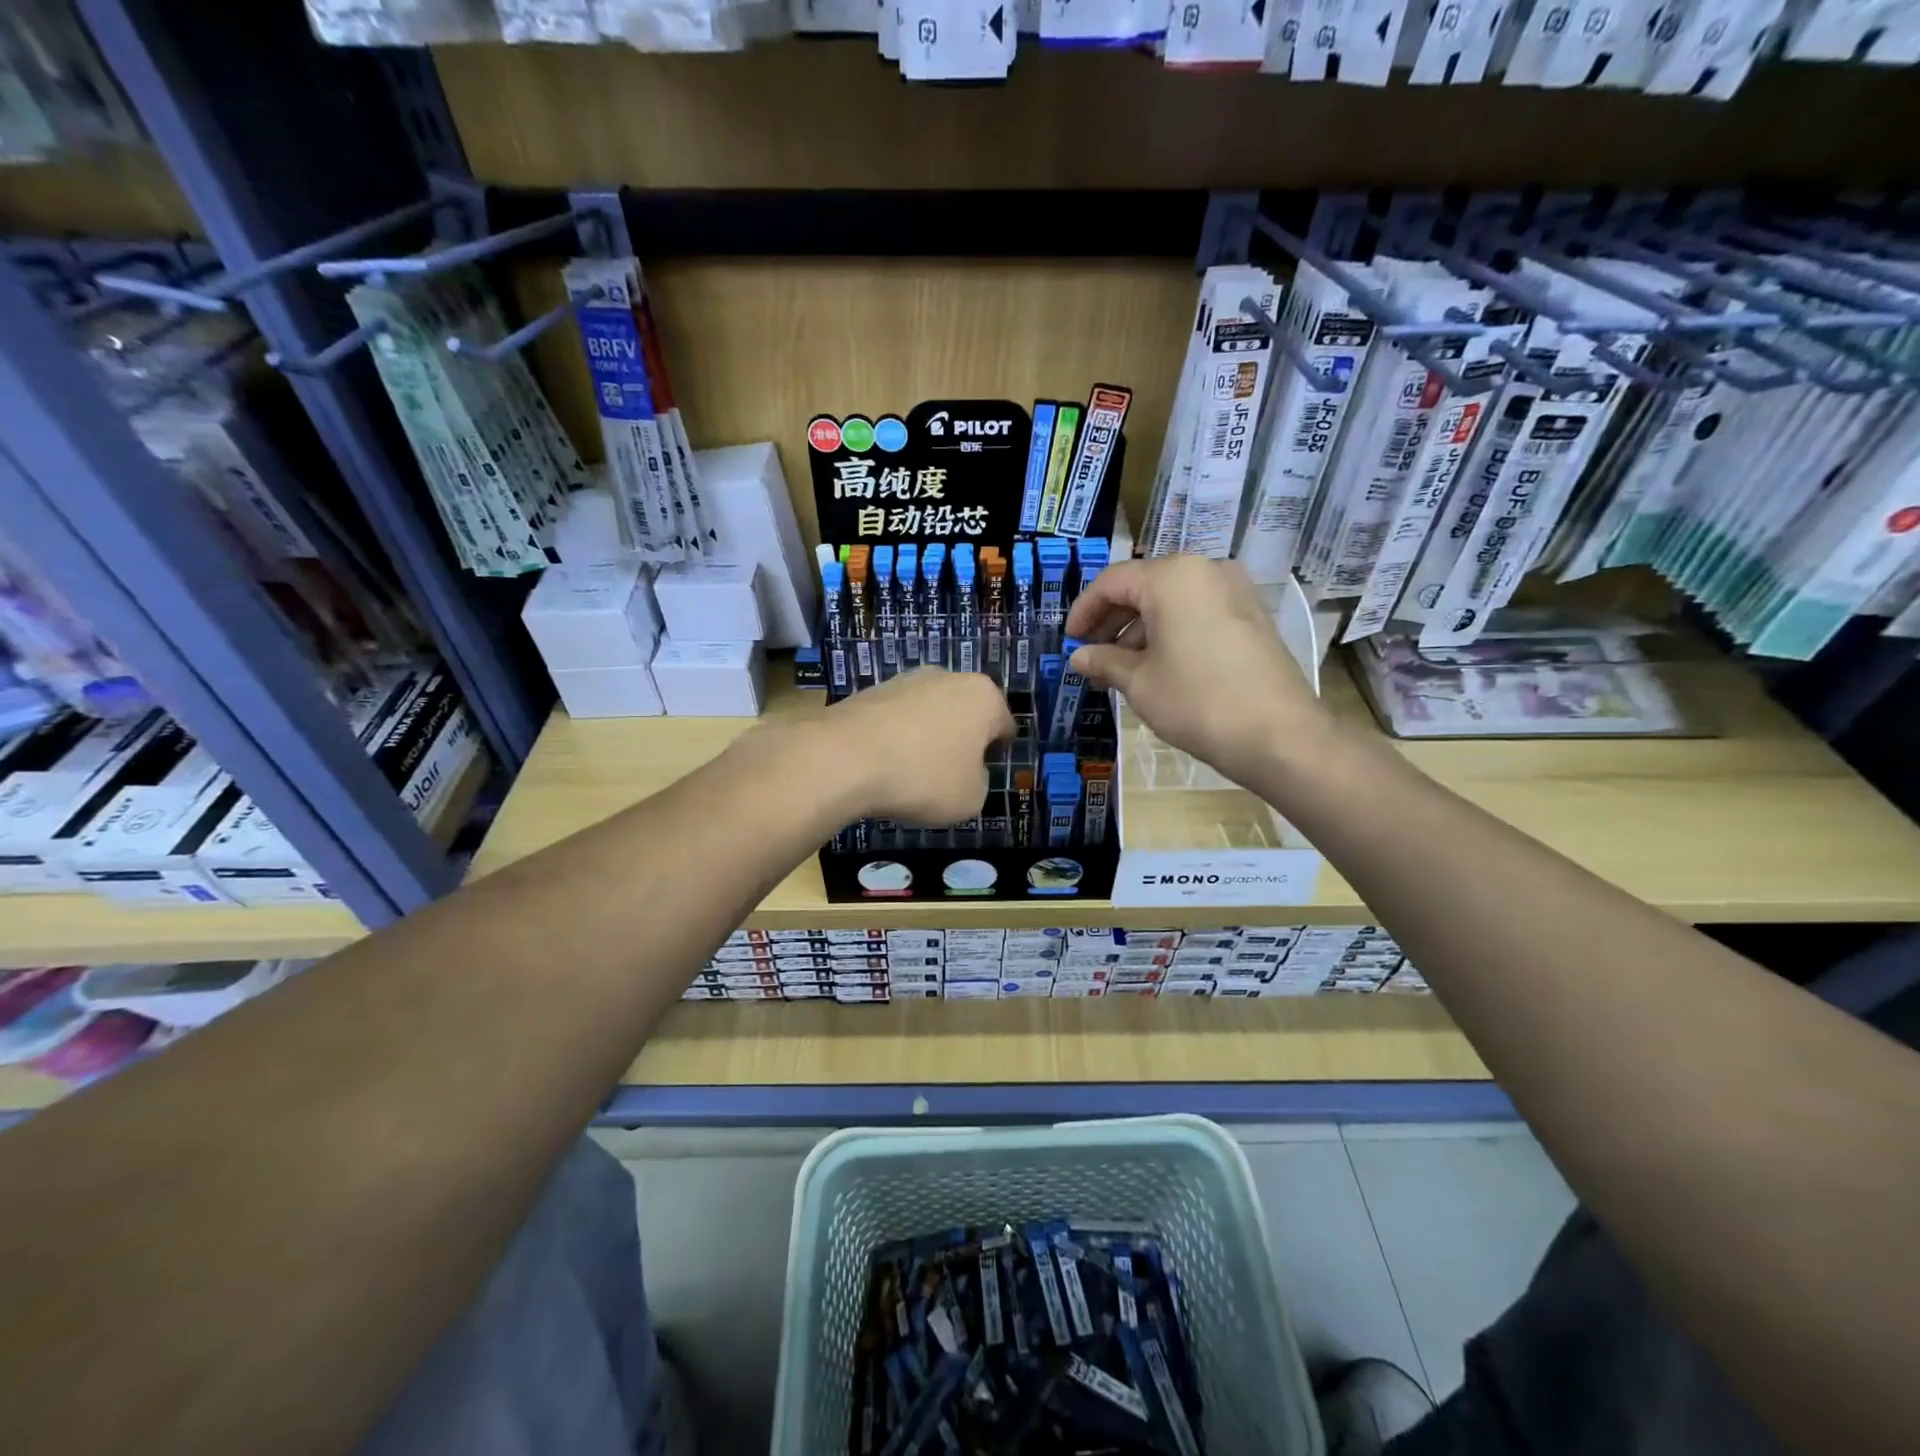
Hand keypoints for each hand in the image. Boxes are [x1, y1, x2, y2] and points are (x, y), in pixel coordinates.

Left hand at [819, 668, 1014, 824]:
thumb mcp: (971, 799)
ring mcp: (907, 679)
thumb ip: (980, 782)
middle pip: (966, 713)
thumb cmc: (923, 778)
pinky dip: (896, 736)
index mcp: (984, 697)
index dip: (996, 754)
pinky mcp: (872, 689)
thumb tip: (967, 771)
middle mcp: (949, 677)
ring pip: (930, 712)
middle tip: (948, 774)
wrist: (845, 758)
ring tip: (911, 771)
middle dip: (961, 739)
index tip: (981, 776)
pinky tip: (884, 763)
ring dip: (927, 736)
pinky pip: (897, 717)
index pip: (1004, 725)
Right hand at [1065, 555, 1331, 786]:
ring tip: (1121, 670)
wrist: (1278, 735)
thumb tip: (1078, 657)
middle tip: (1091, 657)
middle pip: (1143, 587)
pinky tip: (1157, 667)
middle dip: (1112, 622)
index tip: (1069, 642)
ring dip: (1140, 630)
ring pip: (1171, 601)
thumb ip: (1104, 661)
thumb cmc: (1197, 701)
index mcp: (1172, 576)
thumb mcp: (1140, 682)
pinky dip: (1170, 632)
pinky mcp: (1251, 615)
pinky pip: (1197, 612)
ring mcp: (1234, 590)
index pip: (1112, 582)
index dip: (1083, 611)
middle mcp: (1205, 570)